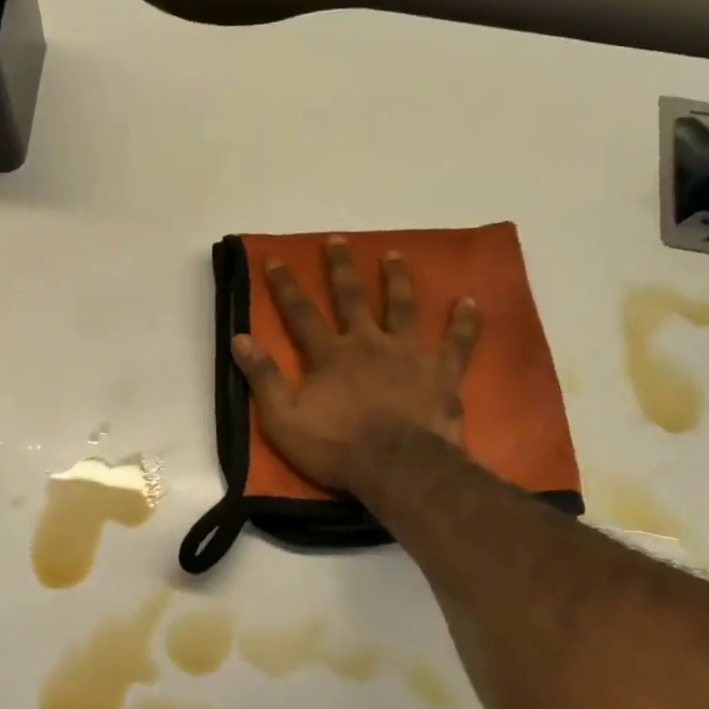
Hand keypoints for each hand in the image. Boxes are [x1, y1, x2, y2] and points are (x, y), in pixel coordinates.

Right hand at [231, 237, 479, 492]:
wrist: (397, 468)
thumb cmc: (336, 447)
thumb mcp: (283, 419)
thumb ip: (263, 377)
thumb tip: (239, 338)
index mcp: (330, 355)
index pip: (301, 313)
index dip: (285, 286)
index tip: (275, 259)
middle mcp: (368, 343)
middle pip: (352, 297)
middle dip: (341, 268)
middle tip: (337, 240)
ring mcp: (408, 354)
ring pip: (402, 308)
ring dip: (397, 280)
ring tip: (394, 254)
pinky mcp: (441, 372)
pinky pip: (457, 342)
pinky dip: (464, 322)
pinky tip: (469, 301)